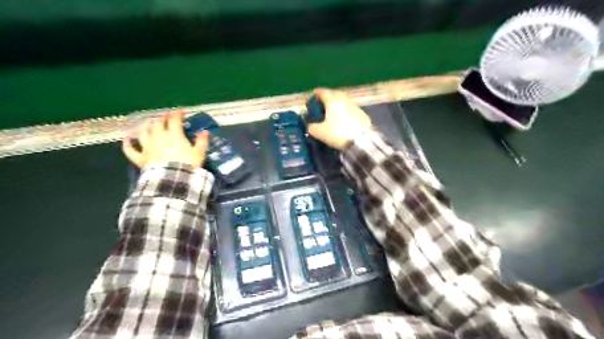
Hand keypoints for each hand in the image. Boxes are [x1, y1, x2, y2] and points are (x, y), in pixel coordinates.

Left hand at [122, 111, 210, 168]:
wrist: (173, 179)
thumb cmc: (188, 164)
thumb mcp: (199, 153)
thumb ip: (202, 141)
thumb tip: (204, 131)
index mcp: (173, 134)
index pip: (175, 119)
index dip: (178, 113)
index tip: (182, 111)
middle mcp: (158, 136)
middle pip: (158, 123)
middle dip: (163, 118)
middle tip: (167, 118)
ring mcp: (147, 146)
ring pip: (143, 132)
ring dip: (146, 126)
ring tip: (149, 123)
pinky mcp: (140, 158)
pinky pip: (130, 150)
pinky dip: (127, 144)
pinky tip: (127, 139)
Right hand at [309, 89, 370, 148]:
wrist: (362, 141)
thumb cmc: (338, 133)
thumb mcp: (319, 132)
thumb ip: (311, 127)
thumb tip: (309, 125)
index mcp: (332, 100)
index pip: (321, 92)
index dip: (314, 96)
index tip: (309, 102)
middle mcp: (343, 99)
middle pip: (332, 94)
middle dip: (325, 100)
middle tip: (320, 108)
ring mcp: (354, 105)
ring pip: (342, 101)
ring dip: (335, 106)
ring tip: (331, 115)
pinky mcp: (362, 113)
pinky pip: (349, 109)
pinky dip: (344, 112)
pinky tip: (342, 121)